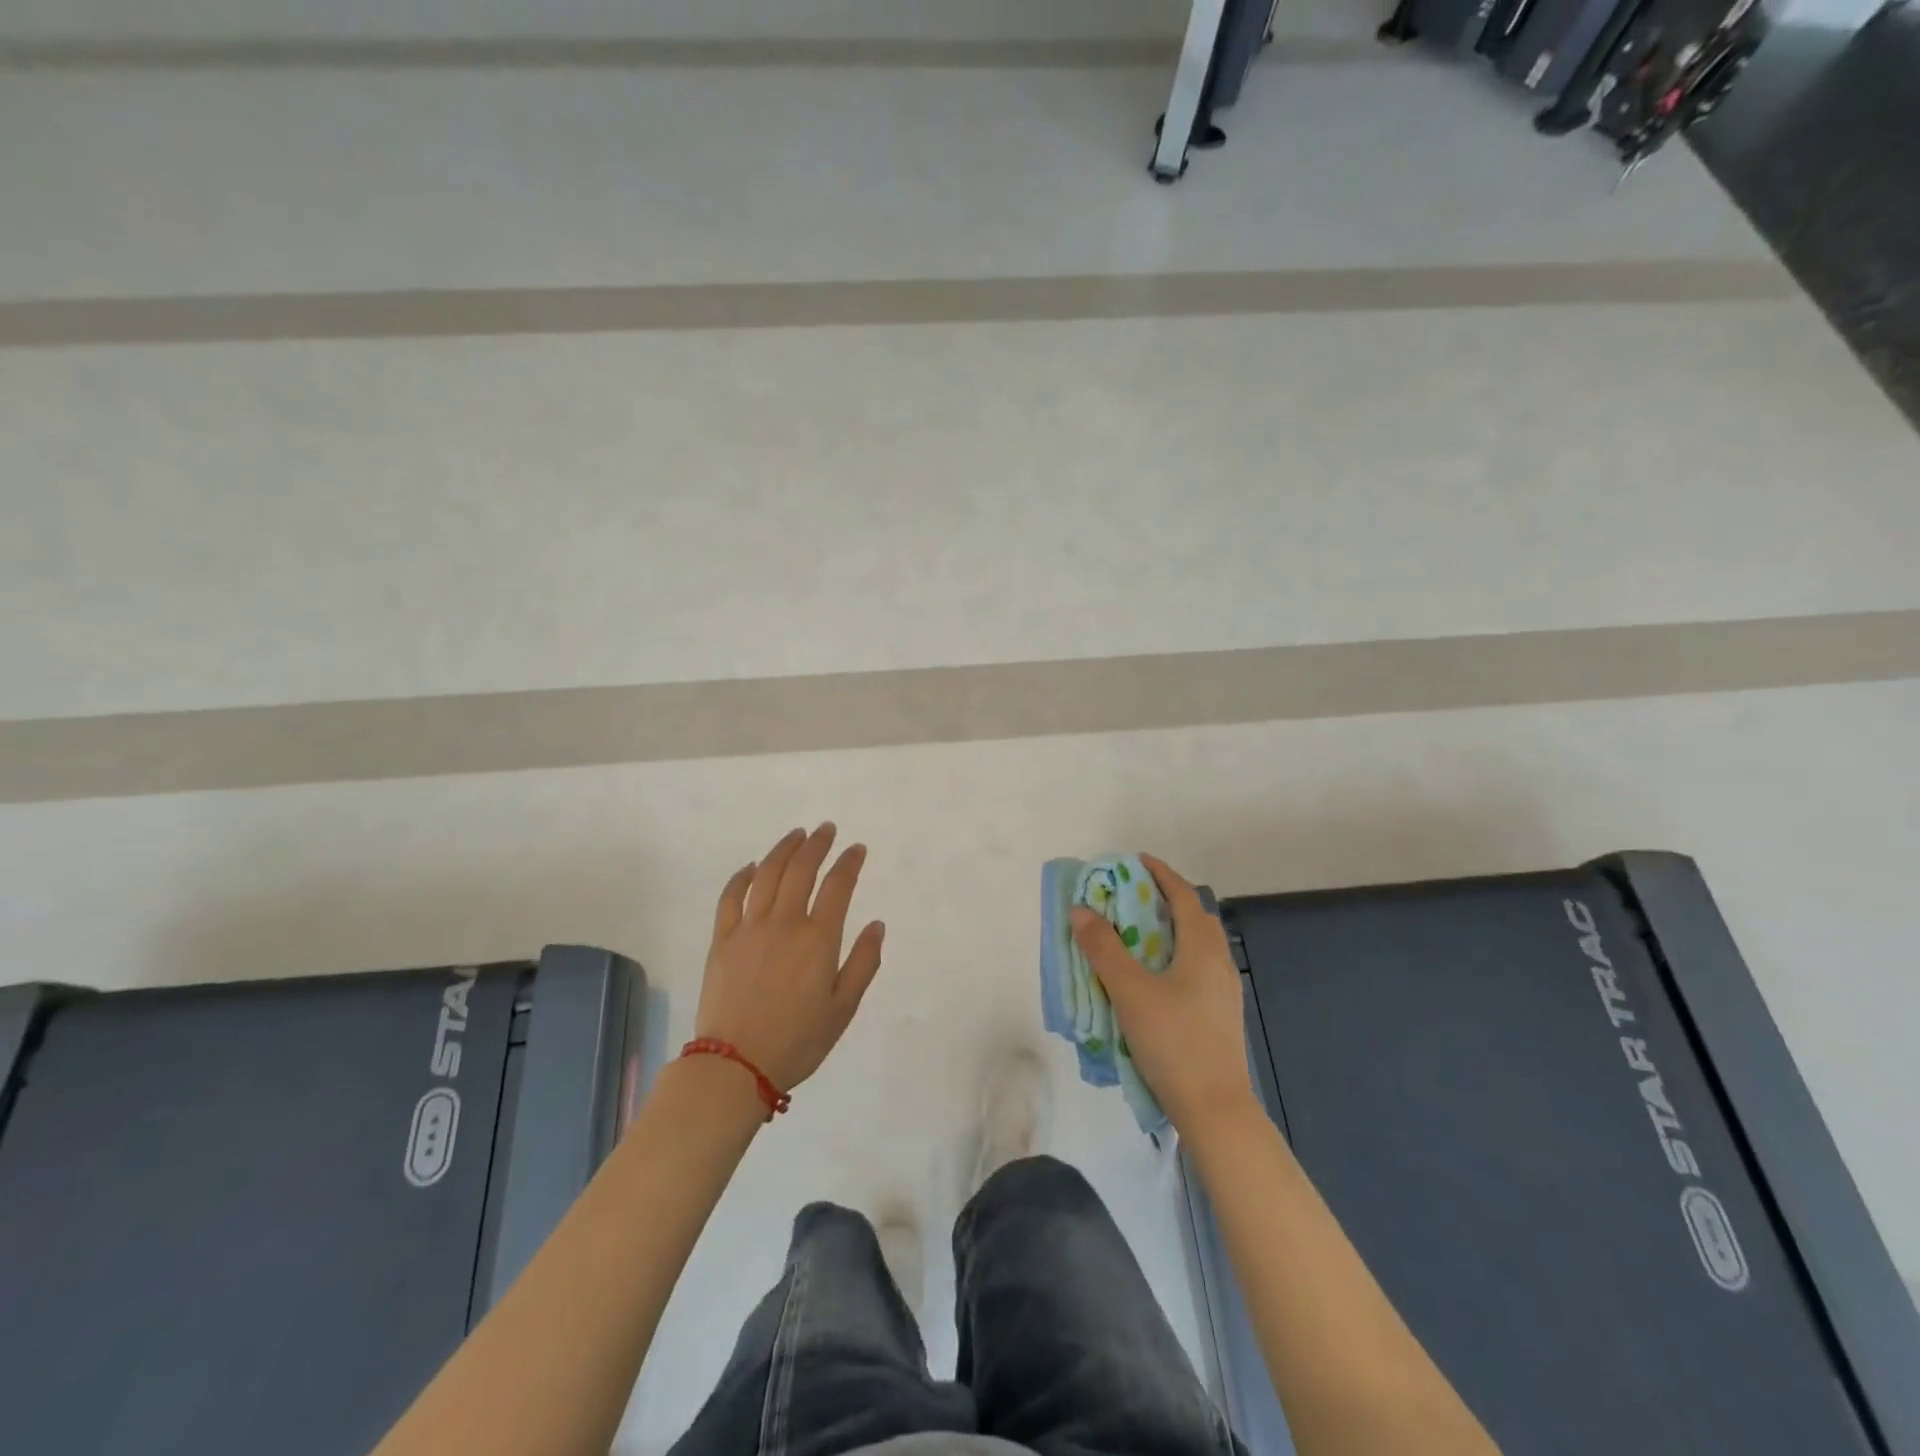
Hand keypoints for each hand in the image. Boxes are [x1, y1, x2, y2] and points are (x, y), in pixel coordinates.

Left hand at [695, 824, 884, 1092]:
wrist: (735, 1065)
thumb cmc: (797, 1040)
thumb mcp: (843, 1009)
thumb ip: (863, 963)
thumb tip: (876, 924)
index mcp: (818, 939)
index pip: (838, 885)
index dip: (849, 862)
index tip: (856, 849)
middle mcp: (785, 923)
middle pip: (802, 869)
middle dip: (817, 844)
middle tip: (826, 830)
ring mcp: (749, 928)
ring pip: (767, 874)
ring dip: (784, 849)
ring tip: (796, 835)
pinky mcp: (722, 939)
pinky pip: (731, 897)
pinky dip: (743, 876)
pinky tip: (752, 866)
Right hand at [1071, 854, 1257, 1133]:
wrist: (1215, 1110)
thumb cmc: (1173, 1041)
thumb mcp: (1130, 991)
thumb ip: (1104, 948)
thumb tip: (1082, 910)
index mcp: (1203, 949)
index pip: (1184, 896)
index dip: (1161, 874)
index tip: (1136, 861)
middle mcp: (1219, 963)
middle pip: (1194, 918)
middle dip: (1165, 900)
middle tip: (1131, 896)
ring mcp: (1223, 992)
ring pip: (1196, 946)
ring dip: (1169, 930)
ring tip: (1135, 934)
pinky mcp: (1218, 1015)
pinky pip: (1195, 969)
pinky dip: (1173, 957)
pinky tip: (1151, 978)